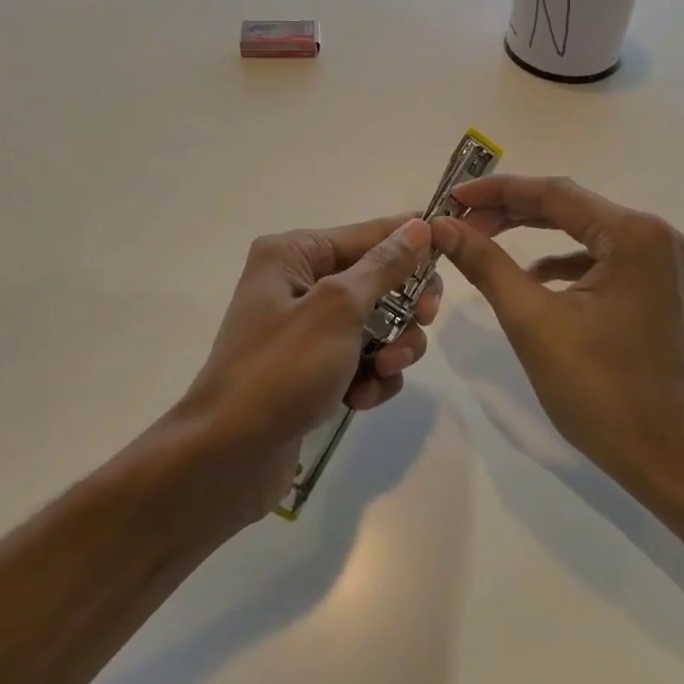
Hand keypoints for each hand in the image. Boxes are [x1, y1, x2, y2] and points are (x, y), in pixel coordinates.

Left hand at [172, 215, 441, 517]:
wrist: (228, 457)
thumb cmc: (281, 369)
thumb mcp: (338, 308)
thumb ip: (384, 266)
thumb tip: (419, 225)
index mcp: (294, 254)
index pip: (369, 234)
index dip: (413, 244)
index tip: (455, 255)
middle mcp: (298, 283)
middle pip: (377, 280)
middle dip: (403, 308)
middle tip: (422, 324)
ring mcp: (305, 330)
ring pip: (375, 324)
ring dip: (390, 349)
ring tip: (382, 373)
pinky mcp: (311, 370)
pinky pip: (360, 360)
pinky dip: (369, 378)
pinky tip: (359, 400)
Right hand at [431, 176, 683, 497]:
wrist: (662, 455)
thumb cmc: (598, 389)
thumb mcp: (532, 321)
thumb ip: (486, 264)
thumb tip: (442, 226)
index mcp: (633, 235)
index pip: (554, 194)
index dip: (497, 191)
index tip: (451, 196)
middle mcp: (653, 235)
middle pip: (569, 207)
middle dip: (511, 211)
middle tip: (459, 219)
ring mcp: (658, 261)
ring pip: (581, 230)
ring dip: (532, 233)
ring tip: (483, 239)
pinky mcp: (651, 285)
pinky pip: (597, 257)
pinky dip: (560, 261)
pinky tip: (531, 277)